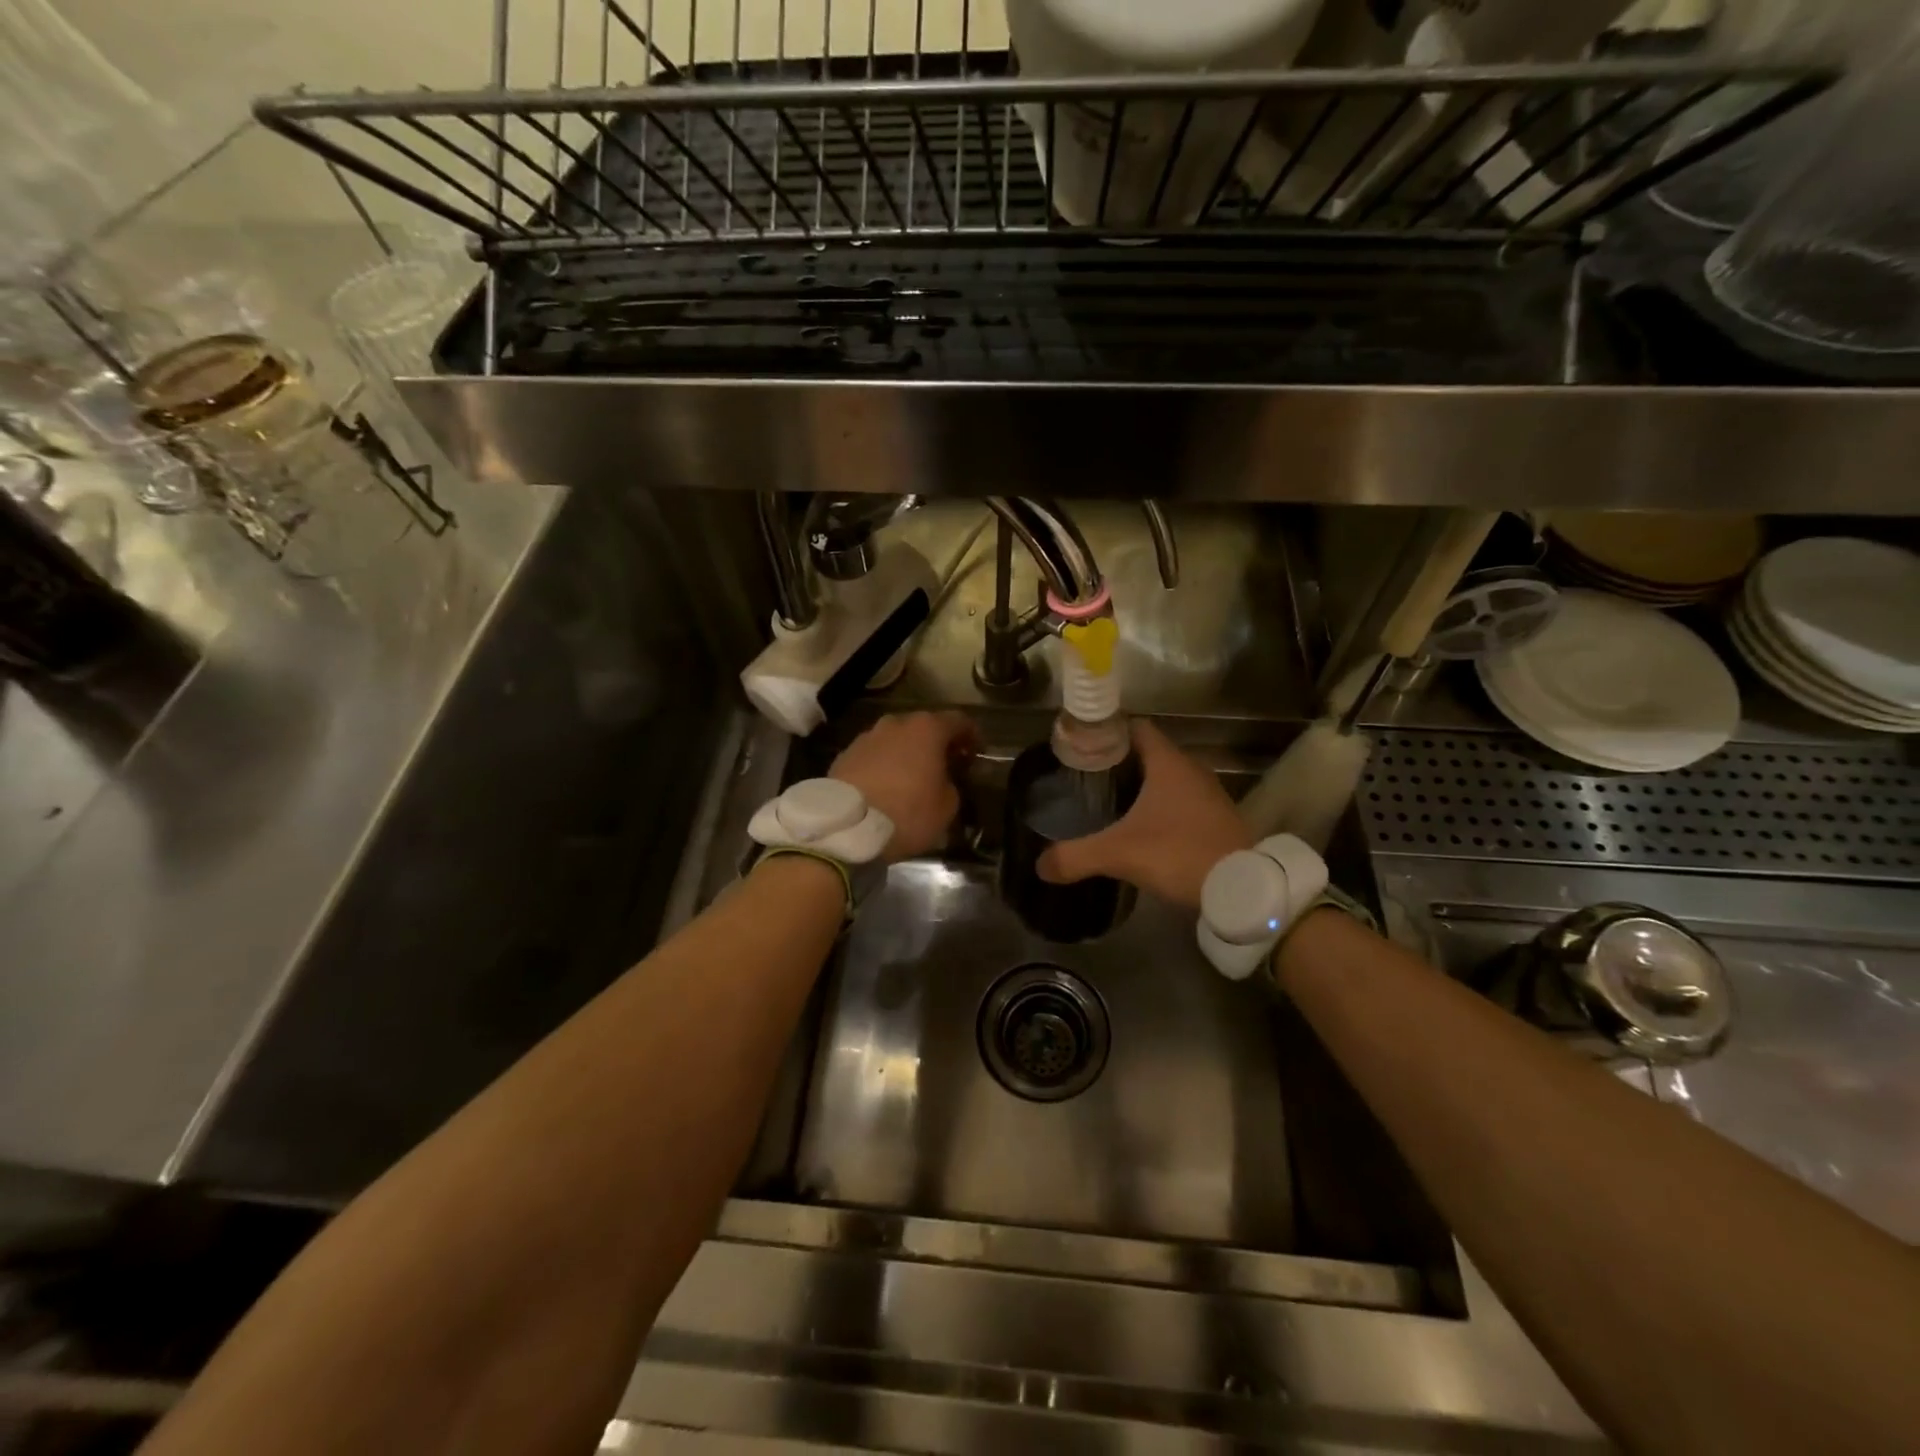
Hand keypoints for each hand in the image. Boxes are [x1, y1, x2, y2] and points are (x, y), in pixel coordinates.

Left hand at [830, 711, 976, 862]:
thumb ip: (951, 785)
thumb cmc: (907, 813)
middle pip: (923, 727)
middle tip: (946, 765)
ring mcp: (866, 737)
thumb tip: (943, 781)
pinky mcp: (844, 755)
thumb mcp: (947, 807)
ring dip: (907, 753)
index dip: (972, 735)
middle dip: (937, 743)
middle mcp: (896, 724)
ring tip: (913, 777)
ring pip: (895, 740)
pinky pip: (874, 755)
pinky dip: (884, 765)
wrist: (847, 827)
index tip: (977, 753)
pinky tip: (886, 786)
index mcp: (927, 729)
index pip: (958, 721)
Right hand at [1038, 719, 1250, 909]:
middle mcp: (1191, 770)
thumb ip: (1076, 856)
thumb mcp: (1120, 854)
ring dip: (1141, 786)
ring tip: (1108, 802)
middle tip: (1086, 778)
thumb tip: (1040, 866)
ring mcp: (1208, 794)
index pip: (1135, 727)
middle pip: (1148, 753)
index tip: (1081, 747)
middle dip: (1118, 762)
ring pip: (1166, 778)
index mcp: (1169, 763)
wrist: (1242, 890)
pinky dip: (1160, 807)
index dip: (1107, 732)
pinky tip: (1141, 828)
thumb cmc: (1179, 854)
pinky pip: (1181, 801)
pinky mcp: (1217, 819)